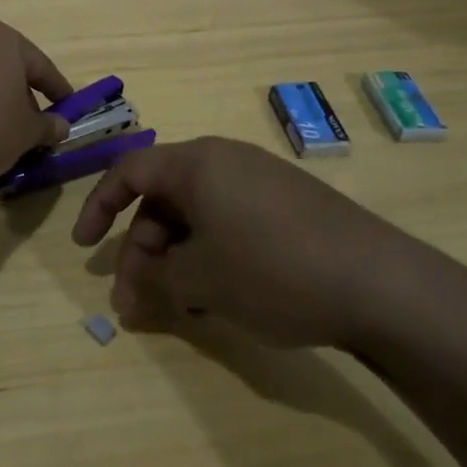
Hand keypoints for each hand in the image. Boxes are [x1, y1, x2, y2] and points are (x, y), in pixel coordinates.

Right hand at [72, 137, 403, 347]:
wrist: (382, 284)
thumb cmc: (274, 270)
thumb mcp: (202, 279)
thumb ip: (154, 280)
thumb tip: (128, 292)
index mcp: (197, 163)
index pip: (129, 172)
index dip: (98, 208)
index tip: (85, 250)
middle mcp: (227, 161)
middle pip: (164, 198)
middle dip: (143, 249)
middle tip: (136, 302)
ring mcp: (261, 182)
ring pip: (197, 215)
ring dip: (177, 257)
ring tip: (179, 306)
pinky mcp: (289, 206)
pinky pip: (230, 222)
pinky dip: (211, 254)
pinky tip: (218, 294)